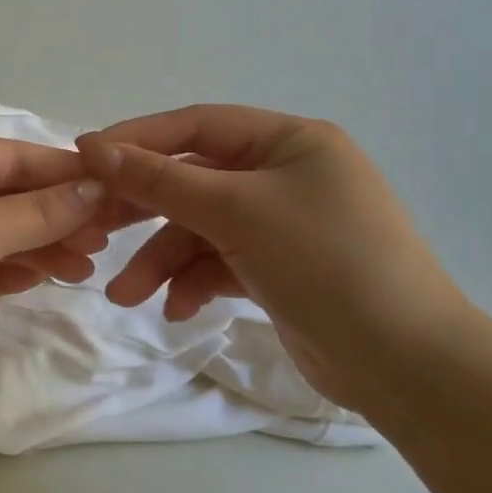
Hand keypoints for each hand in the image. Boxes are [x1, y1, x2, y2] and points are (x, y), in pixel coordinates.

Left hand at [0, 138, 104, 409]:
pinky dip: (8, 270)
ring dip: (37, 245)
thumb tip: (93, 188)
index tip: (111, 188)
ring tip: (85, 265)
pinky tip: (41, 278)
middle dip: (54, 213)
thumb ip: (34, 212)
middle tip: (104, 237)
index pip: (9, 157)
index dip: (60, 172)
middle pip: (4, 195)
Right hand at [73, 107, 473, 413]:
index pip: (197, 126)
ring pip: (201, 229)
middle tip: (92, 229)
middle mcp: (286, 175)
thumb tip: (94, 148)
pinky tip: (177, 310)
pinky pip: (220, 262)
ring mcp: (283, 224)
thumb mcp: (236, 212)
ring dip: (162, 260)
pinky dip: (194, 283)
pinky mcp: (279, 269)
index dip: (138, 139)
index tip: (84, 156)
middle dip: (143, 210)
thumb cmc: (326, 263)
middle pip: (193, 180)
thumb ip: (161, 180)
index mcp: (290, 141)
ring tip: (125, 297)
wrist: (407, 366)